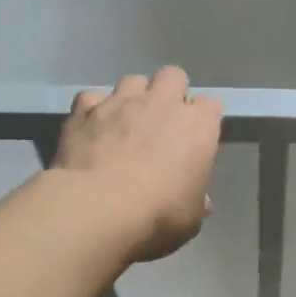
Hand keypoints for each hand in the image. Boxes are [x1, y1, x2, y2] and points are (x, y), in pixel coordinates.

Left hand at [52, 67, 223, 262]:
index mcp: (198, 128)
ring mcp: (121, 102)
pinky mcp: (85, 109)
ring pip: (133, 80)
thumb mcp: (190, 219)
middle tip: (163, 122)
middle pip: (173, 76)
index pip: (211, 106)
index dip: (204, 120)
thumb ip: (196, 202)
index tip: (198, 139)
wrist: (98, 208)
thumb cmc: (158, 216)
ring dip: (133, 97)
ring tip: (126, 123)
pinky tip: (93, 130)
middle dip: (170, 93)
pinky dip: (95, 110)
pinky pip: (93, 98)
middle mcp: (162, 104)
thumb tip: (200, 201)